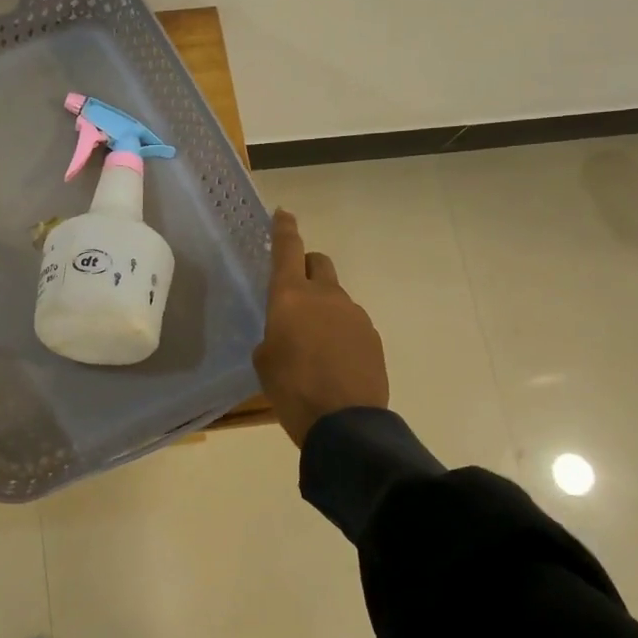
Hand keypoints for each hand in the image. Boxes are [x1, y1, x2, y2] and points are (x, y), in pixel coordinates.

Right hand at [253, 209, 390, 447]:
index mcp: (291, 296)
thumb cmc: (291, 389)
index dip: (284, 229)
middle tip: (294, 291)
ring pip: (335, 296)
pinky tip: (333, 361)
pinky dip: (339, 331)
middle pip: (318, 262)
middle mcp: (326, 296)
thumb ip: (273, 335)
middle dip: (306, 267)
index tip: (283, 213)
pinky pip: (350, 322)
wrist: (345, 423)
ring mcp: (355, 315)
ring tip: (313, 343)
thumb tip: (286, 335)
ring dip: (323, 307)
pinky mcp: (372, 337)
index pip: (287, 250)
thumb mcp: (264, 361)